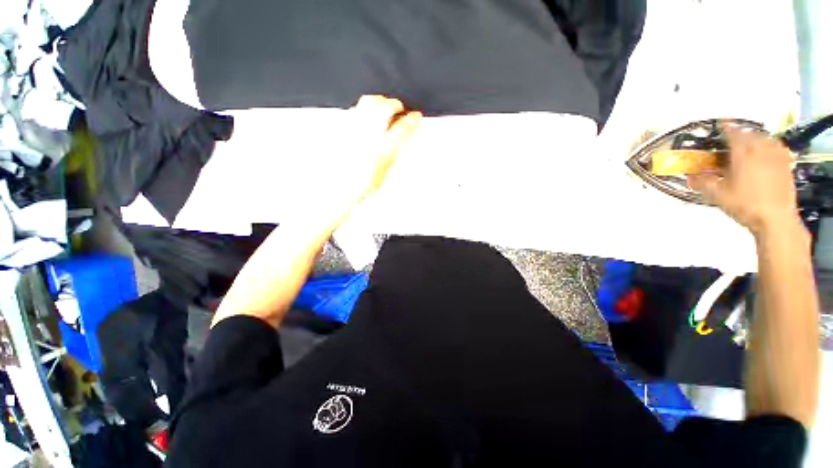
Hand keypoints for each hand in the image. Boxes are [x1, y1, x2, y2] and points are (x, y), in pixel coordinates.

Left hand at [344, 95, 420, 203]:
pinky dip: (364, 107)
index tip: (416, 116)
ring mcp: (354, 129)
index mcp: (382, 150)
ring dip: (379, 101)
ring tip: (383, 105)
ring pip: (368, 102)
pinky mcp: (343, 127)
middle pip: (385, 108)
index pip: (402, 128)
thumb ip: (393, 151)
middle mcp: (368, 136)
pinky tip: (367, 113)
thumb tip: (400, 137)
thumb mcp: (385, 169)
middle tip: (399, 108)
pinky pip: (355, 108)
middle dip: (395, 105)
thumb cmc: (362, 183)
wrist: (339, 186)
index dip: (412, 120)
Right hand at [688, 125, 802, 237]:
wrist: (775, 219)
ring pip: (767, 140)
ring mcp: (776, 158)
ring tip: (751, 143)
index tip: (721, 123)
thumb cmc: (744, 205)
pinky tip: (769, 151)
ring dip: (757, 138)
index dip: (726, 128)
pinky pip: (779, 149)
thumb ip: (703, 183)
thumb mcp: (718, 195)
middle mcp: (761, 151)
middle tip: (733, 138)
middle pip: (752, 135)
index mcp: (743, 155)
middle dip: (742, 134)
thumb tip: (688, 176)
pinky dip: (772, 146)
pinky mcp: (786, 166)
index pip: (734, 135)